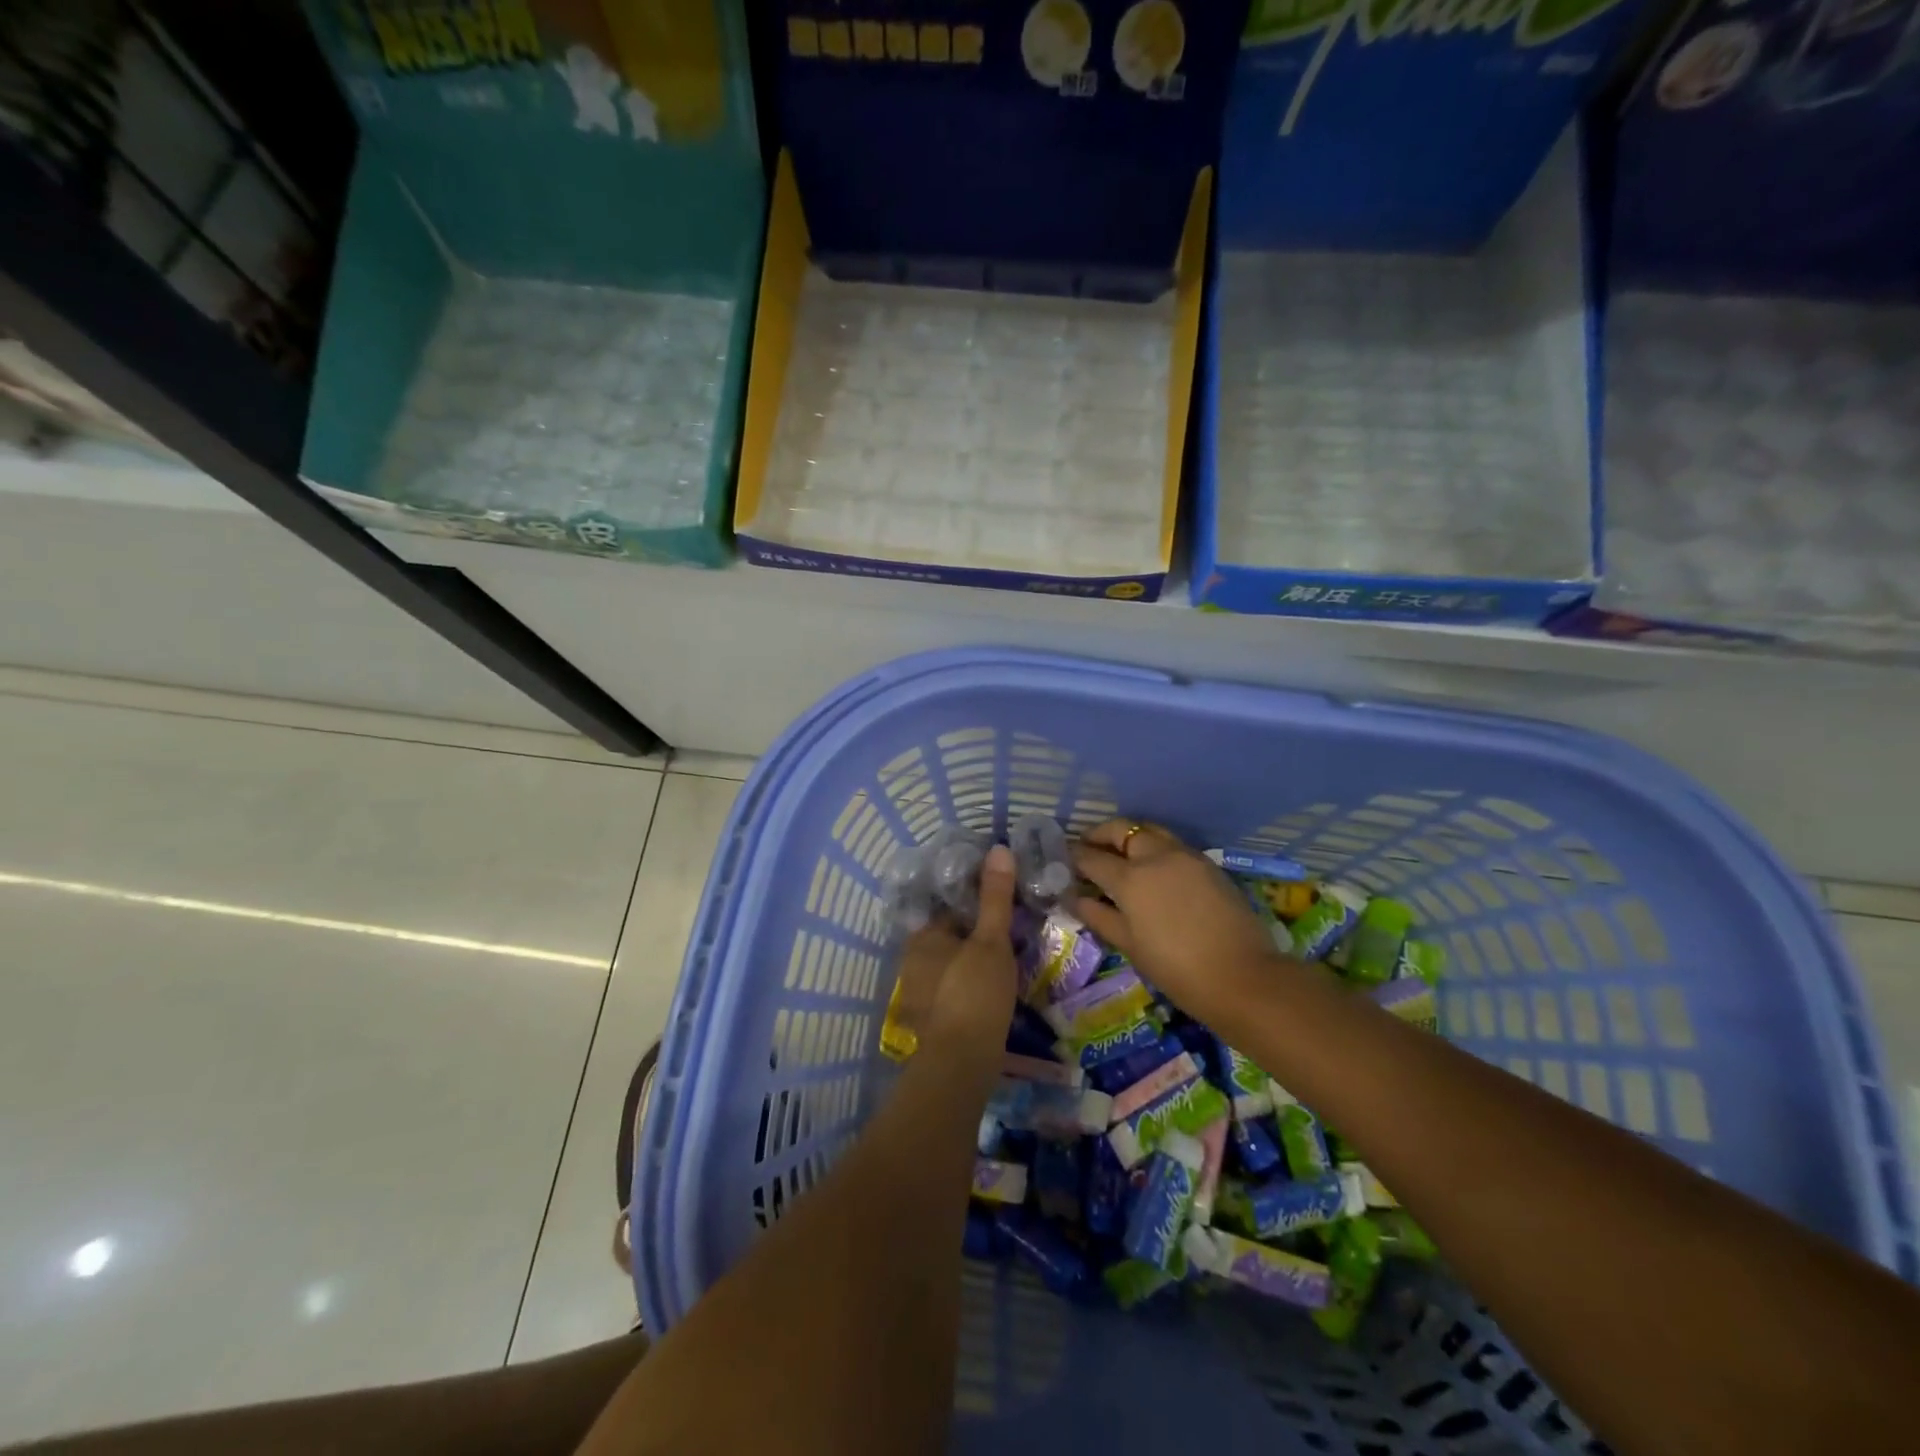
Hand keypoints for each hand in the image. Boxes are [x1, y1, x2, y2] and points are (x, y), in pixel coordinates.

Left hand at [890, 845, 1018, 1059]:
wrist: (962, 1062)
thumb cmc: (975, 992)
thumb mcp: (991, 940)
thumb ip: (995, 896)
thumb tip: (999, 848)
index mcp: (922, 937)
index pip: (949, 909)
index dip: (976, 905)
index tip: (1003, 907)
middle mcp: (912, 961)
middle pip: (949, 937)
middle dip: (975, 936)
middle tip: (1011, 935)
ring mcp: (918, 993)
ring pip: (951, 965)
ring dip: (973, 963)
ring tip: (1008, 963)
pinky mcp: (931, 1020)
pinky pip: (953, 990)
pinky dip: (970, 987)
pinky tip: (994, 993)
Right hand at [1071, 821, 1291, 1026]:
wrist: (1243, 978)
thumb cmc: (1177, 969)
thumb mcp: (1130, 945)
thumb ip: (1098, 916)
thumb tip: (1073, 898)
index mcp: (1131, 877)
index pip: (1091, 857)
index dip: (1073, 857)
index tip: (1063, 860)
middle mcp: (1156, 856)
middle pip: (1122, 829)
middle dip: (1100, 835)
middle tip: (1088, 848)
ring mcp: (1186, 856)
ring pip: (1150, 831)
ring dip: (1130, 837)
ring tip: (1120, 856)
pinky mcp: (1208, 864)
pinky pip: (1173, 845)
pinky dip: (1155, 848)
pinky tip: (1153, 871)